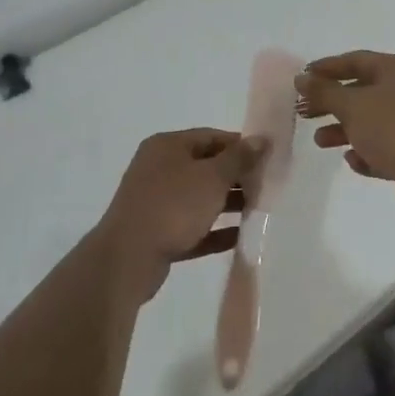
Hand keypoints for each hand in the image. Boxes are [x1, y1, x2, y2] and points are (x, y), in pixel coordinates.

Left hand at [99, 130, 263, 300]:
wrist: (128, 259)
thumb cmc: (173, 206)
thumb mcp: (212, 177)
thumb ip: (239, 158)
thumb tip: (261, 139)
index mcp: (167, 146)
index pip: (211, 137)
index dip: (240, 146)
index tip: (267, 159)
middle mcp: (159, 168)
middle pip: (206, 167)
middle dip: (236, 177)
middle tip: (265, 188)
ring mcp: (156, 202)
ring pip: (199, 198)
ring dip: (228, 204)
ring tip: (258, 212)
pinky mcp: (157, 233)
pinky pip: (192, 227)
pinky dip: (214, 230)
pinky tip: (239, 238)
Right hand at [294, 51, 394, 207]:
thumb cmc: (392, 128)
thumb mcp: (352, 105)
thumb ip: (324, 91)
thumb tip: (301, 78)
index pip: (356, 60)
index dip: (326, 68)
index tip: (301, 79)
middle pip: (361, 91)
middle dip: (331, 102)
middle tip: (303, 112)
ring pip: (370, 120)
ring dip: (343, 130)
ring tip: (320, 142)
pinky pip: (384, 146)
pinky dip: (366, 151)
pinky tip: (353, 161)